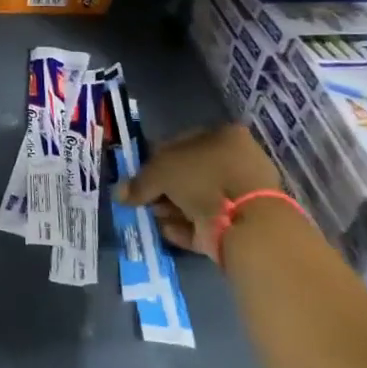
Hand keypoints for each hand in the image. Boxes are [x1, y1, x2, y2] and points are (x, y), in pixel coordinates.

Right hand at [113, 123, 283, 258]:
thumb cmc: (204, 179)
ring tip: (155, 217)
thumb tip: (120, 194)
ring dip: (171, 208)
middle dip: (163, 189)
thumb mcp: (160, 171)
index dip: (154, 159)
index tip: (138, 175)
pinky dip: (185, 227)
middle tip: (145, 199)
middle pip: (188, 174)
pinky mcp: (240, 223)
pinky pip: (205, 223)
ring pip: (195, 199)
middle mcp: (235, 161)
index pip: (180, 143)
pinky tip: (167, 230)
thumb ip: (138, 182)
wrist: (246, 222)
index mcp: (223, 136)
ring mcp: (240, 194)